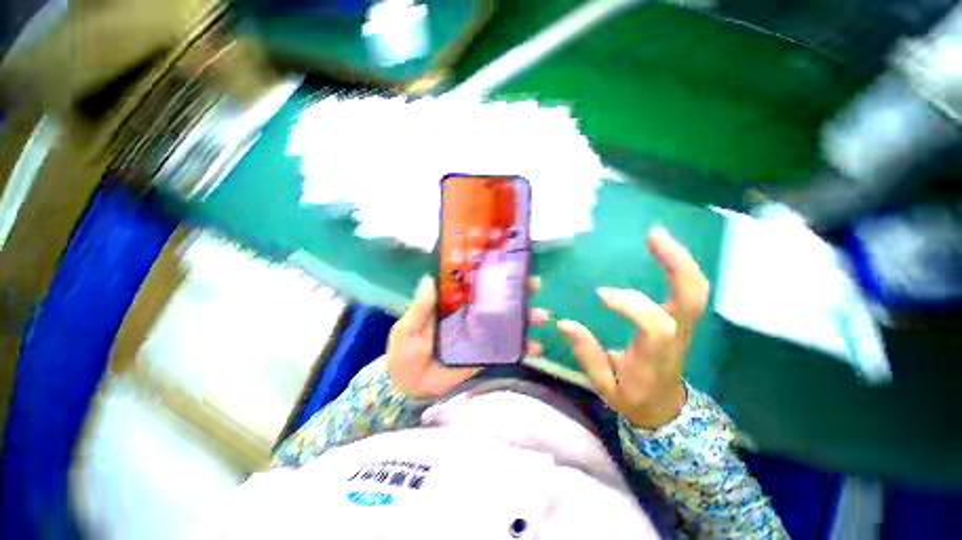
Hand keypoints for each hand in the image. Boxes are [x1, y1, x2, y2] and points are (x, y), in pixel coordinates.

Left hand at [387, 276, 548, 398]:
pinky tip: (536, 349)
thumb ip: (419, 308)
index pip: (474, 285)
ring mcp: (479, 336)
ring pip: (506, 323)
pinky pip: (505, 350)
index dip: (491, 274)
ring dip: (525, 319)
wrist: (408, 390)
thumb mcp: (407, 329)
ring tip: (541, 316)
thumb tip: (428, 279)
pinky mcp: (485, 355)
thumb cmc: (404, 355)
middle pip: (496, 301)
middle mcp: (469, 317)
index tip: (508, 264)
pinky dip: (522, 349)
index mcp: (452, 306)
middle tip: (534, 285)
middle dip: (517, 292)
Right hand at [556, 228, 709, 428]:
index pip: (656, 326)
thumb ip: (587, 355)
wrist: (663, 407)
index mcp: (656, 356)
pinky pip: (688, 288)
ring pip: (695, 289)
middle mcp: (676, 336)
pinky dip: (678, 266)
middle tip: (654, 236)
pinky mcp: (681, 318)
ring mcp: (683, 325)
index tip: (601, 295)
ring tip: (656, 235)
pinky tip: (661, 250)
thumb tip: (565, 324)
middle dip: (677, 264)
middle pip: (692, 297)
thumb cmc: (633, 396)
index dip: (631, 305)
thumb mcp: (604, 385)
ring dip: (679, 259)